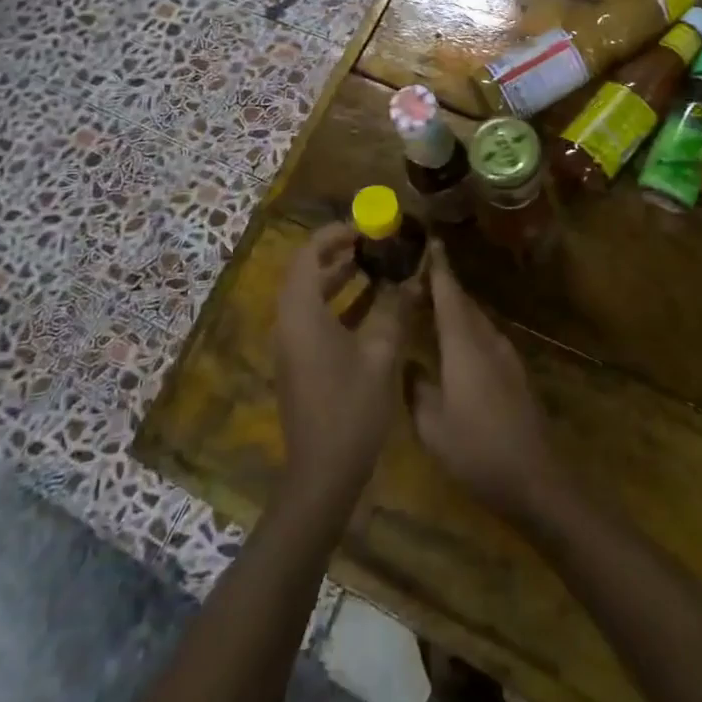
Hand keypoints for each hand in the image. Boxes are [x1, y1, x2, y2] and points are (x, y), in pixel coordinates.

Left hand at [274, 223, 419, 512]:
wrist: (322, 474)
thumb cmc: (351, 409)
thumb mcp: (380, 355)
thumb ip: (394, 310)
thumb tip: (412, 277)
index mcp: (301, 313)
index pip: (308, 254)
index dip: (335, 235)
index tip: (366, 226)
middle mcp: (288, 322)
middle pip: (306, 271)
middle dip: (339, 253)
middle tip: (375, 242)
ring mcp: (291, 344)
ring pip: (311, 295)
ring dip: (340, 278)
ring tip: (377, 265)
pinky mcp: (299, 361)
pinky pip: (314, 317)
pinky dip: (339, 303)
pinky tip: (372, 306)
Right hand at [411, 243, 568, 530]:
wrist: (536, 480)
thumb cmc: (477, 450)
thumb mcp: (431, 426)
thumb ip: (416, 388)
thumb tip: (408, 363)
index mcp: (464, 345)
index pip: (449, 294)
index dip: (439, 268)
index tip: (430, 241)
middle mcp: (487, 341)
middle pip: (464, 303)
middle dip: (444, 286)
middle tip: (418, 276)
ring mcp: (506, 356)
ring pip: (477, 321)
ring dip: (456, 310)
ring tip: (431, 307)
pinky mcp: (516, 374)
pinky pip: (486, 338)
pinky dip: (468, 331)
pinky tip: (456, 346)